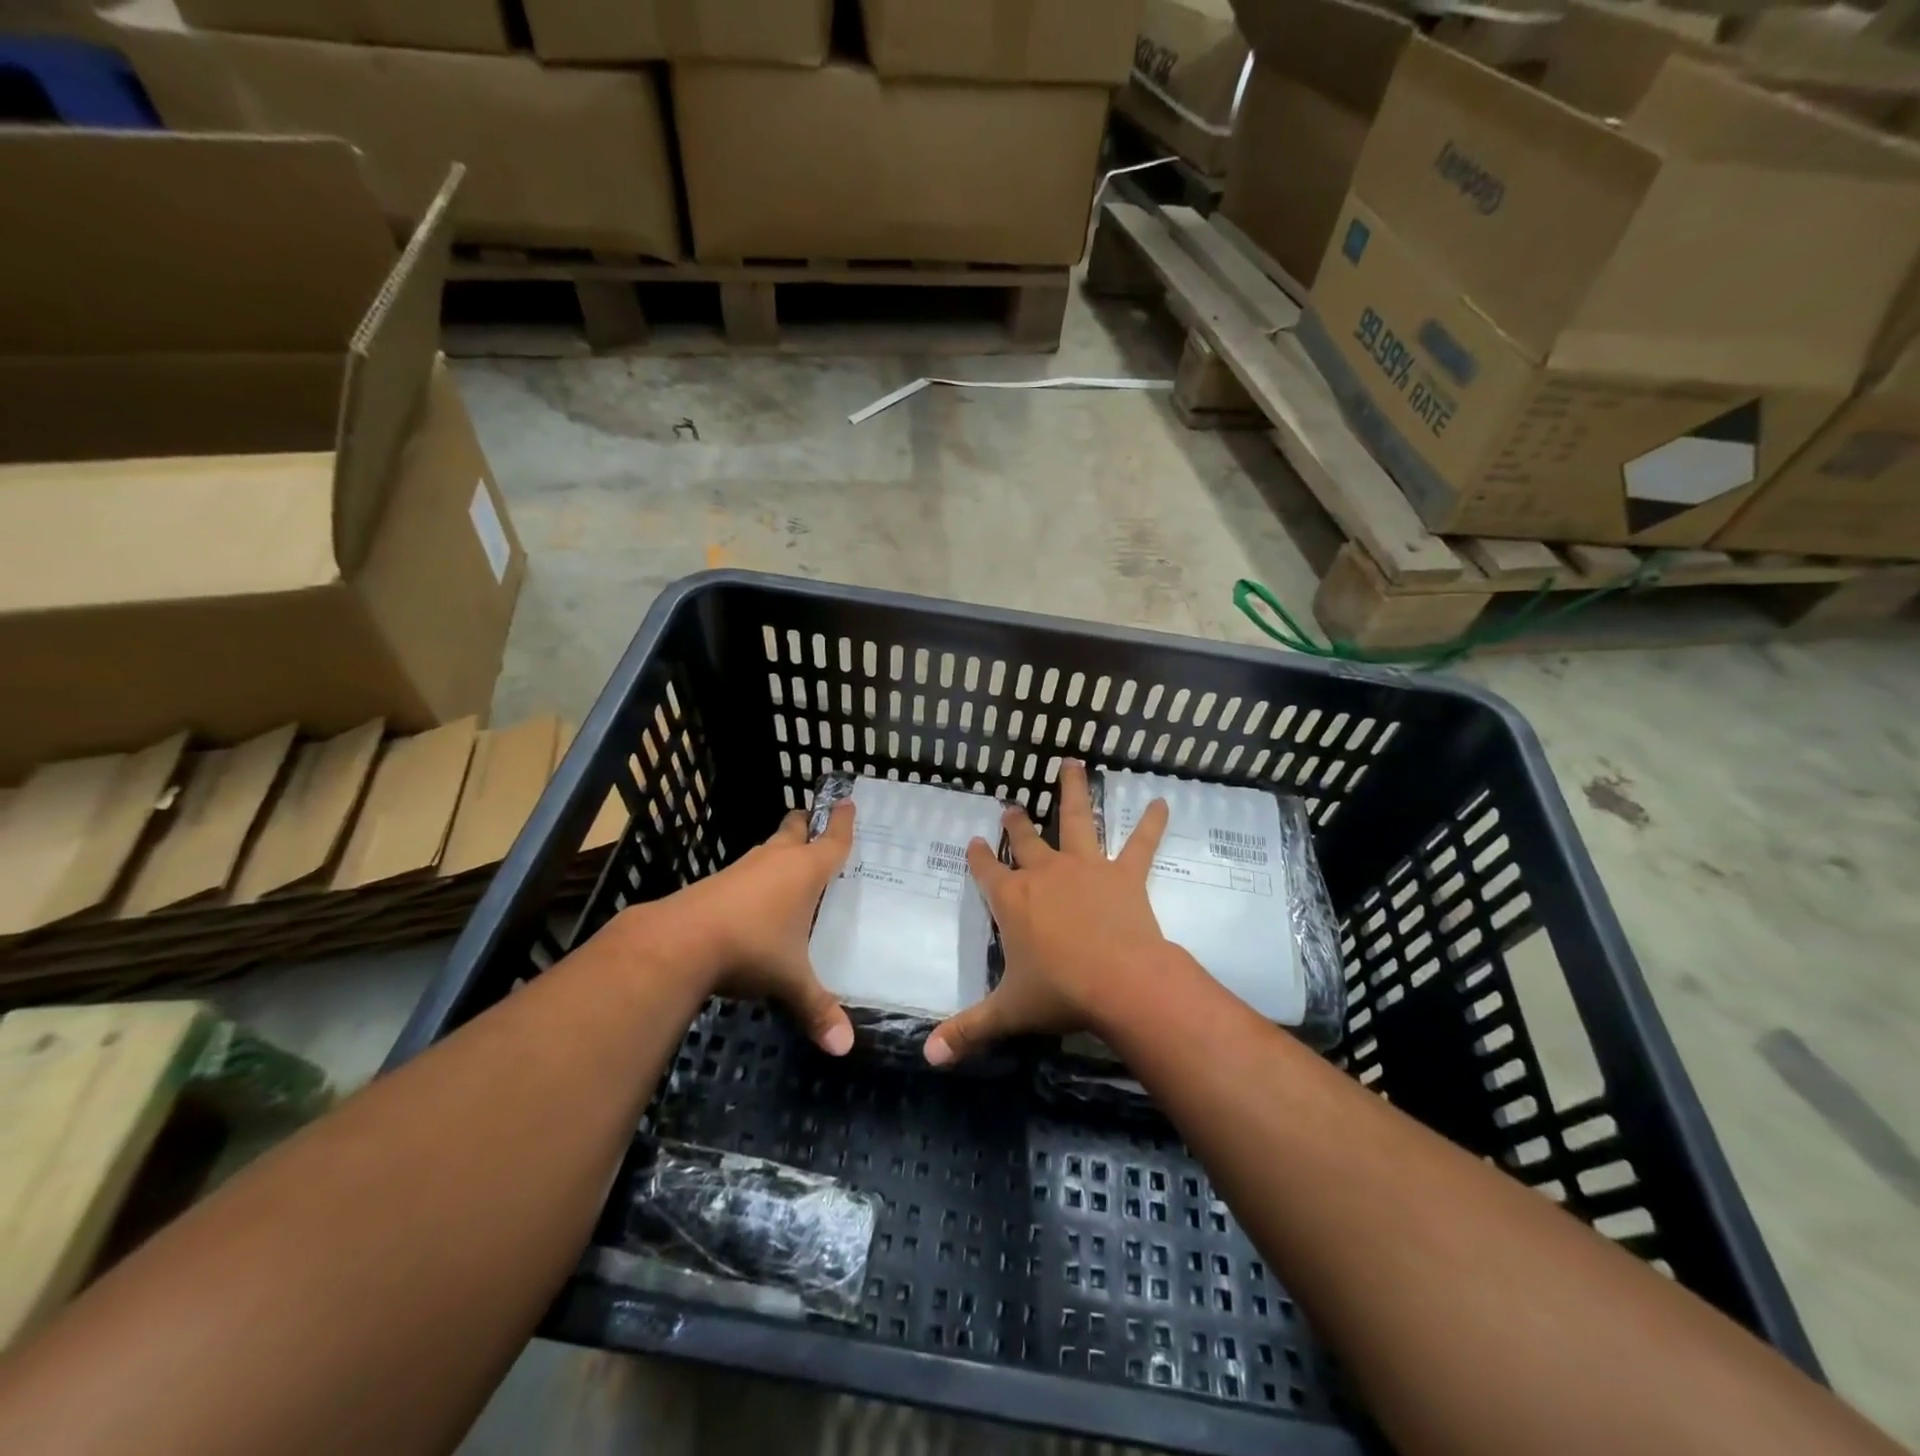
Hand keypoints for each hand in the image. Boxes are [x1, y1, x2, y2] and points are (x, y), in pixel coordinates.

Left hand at [636, 801, 856, 1054]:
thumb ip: (817, 1009)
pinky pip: (746, 871)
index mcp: (805, 871)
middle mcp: (776, 860)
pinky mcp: (715, 883)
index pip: (832, 840)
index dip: (842, 822)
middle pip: (794, 830)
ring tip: (790, 867)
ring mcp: (742, 869)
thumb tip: (844, 1048)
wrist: (679, 942)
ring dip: (779, 852)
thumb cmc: (752, 947)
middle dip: (805, 825)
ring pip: (767, 849)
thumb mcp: (790, 981)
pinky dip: (757, 877)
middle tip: (814, 825)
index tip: (846, 801)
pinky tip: (756, 901)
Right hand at [925, 761, 1169, 1065]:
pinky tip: (1164, 803)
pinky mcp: (1124, 875)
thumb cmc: (1059, 993)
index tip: (974, 842)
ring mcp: (1085, 868)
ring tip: (1073, 763)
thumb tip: (926, 1057)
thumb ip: (966, 1031)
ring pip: (1077, 819)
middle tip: (1010, 805)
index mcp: (1011, 900)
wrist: (1120, 983)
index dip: (979, 856)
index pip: (986, 871)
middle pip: (1025, 840)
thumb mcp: (1007, 1012)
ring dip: (1073, 790)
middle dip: (1016, 822)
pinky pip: (1140, 844)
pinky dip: (1152, 824)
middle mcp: (1044, 873)